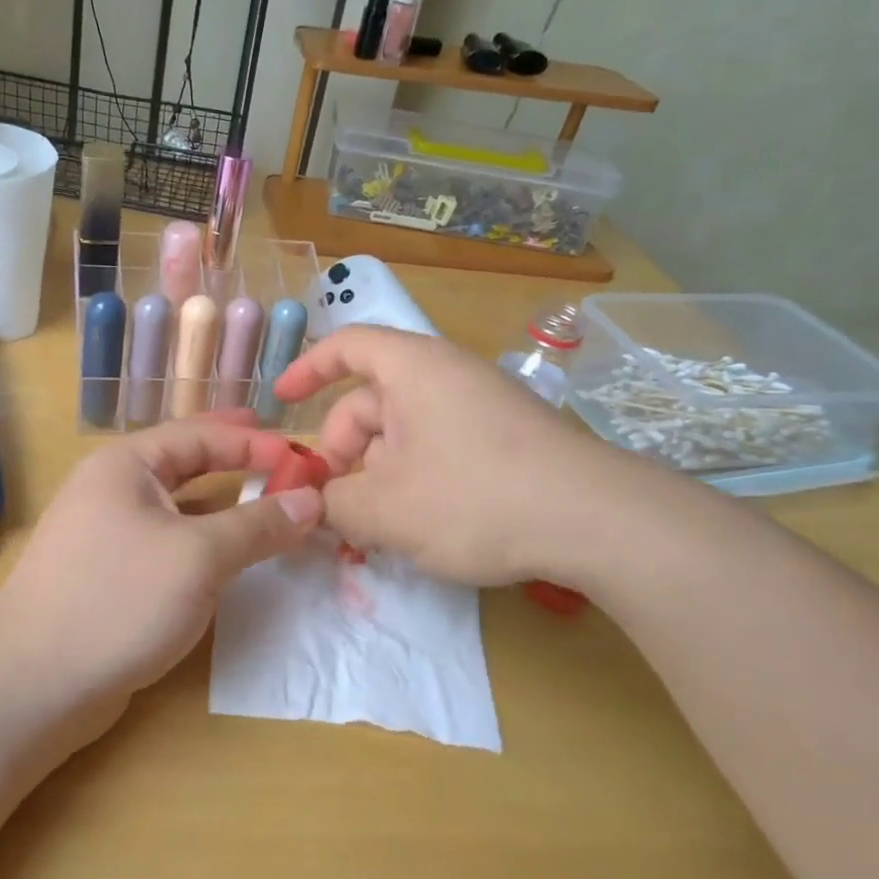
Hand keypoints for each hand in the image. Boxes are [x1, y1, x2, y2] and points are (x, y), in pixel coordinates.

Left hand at [0, 415, 322, 731]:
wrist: (33, 682)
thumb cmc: (120, 598)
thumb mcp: (199, 556)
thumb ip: (257, 525)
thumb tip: (311, 500)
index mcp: (126, 464)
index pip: (200, 435)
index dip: (253, 442)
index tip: (302, 456)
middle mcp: (112, 488)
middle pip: (185, 462)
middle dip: (234, 459)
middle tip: (281, 457)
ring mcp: (106, 533)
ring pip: (176, 506)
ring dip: (221, 504)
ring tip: (264, 501)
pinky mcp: (109, 574)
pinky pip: (167, 542)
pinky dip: (202, 541)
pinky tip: (227, 555)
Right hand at [271, 326, 649, 589]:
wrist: (597, 521)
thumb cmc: (475, 496)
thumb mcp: (386, 508)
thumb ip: (333, 505)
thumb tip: (314, 505)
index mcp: (412, 369)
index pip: (346, 346)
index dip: (307, 370)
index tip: (281, 404)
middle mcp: (444, 377)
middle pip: (370, 403)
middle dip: (340, 454)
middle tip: (329, 509)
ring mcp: (478, 408)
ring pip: (402, 435)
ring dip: (375, 477)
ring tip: (370, 532)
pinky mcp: (503, 441)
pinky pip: (437, 450)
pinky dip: (412, 482)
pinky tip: (415, 529)